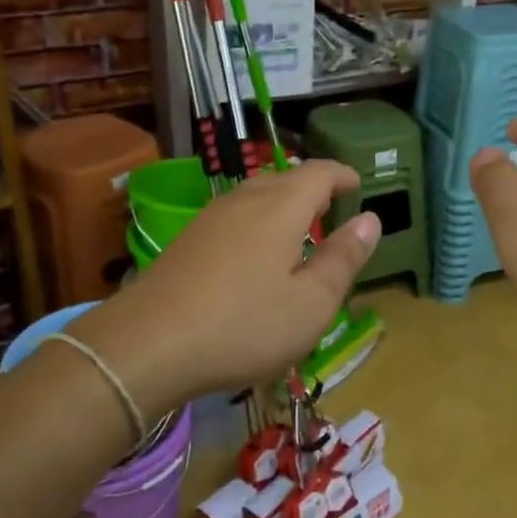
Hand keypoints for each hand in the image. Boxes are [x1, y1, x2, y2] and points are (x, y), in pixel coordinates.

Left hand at [69, 162, 378, 415]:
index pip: (319, 172)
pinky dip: (256, 222)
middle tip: (332, 210)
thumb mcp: (311, 303)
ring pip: (255, 195)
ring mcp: (210, 218)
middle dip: (313, 189)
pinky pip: (234, 216)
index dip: (343, 174)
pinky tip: (254, 256)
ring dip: (282, 205)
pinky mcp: (187, 241)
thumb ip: (343, 258)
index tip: (359, 185)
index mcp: (281, 207)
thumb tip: (369, 219)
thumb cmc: (244, 325)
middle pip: (285, 178)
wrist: (147, 345)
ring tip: (298, 232)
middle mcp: (244, 200)